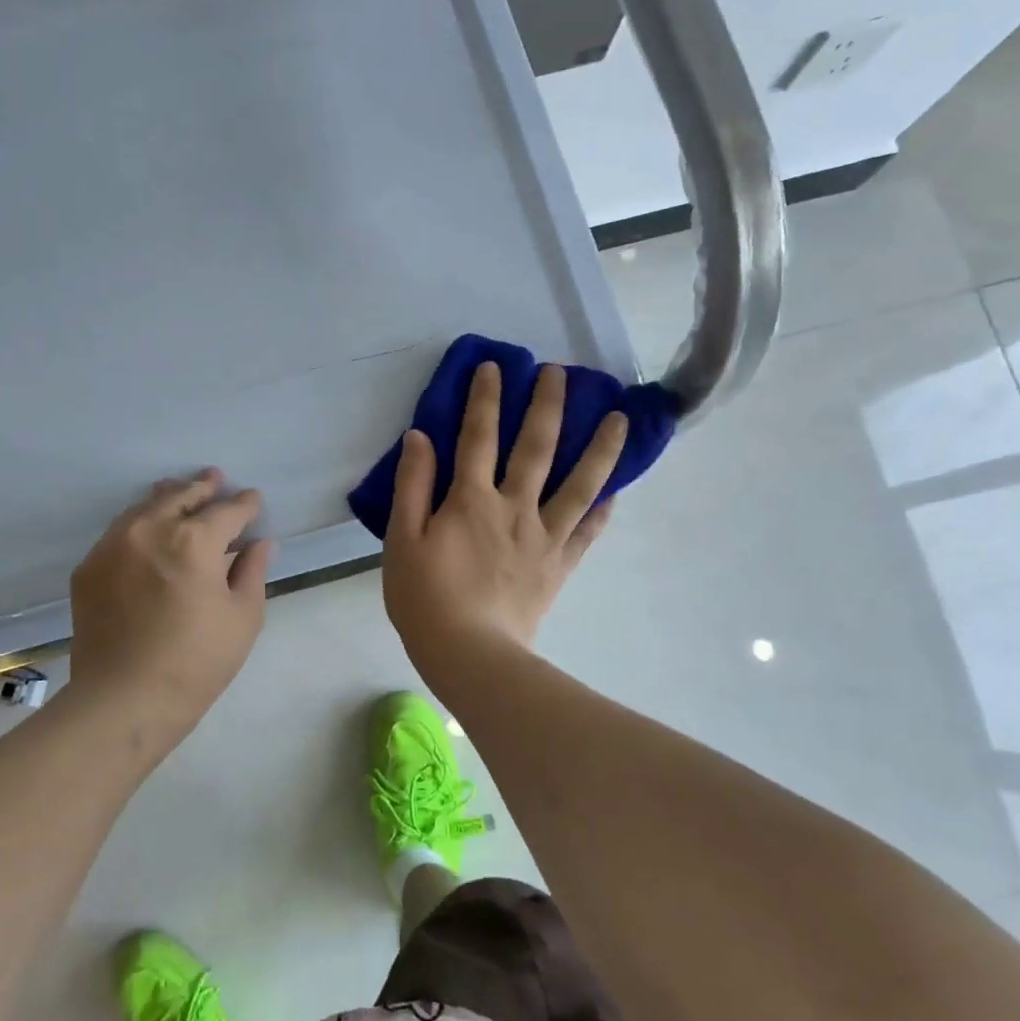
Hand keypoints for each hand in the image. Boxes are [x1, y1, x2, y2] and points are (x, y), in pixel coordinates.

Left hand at [68, 469, 273, 749]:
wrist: (124, 700)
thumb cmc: (197, 663)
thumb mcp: (243, 618)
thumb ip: (253, 571)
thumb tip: (260, 543)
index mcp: (195, 540)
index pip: (227, 511)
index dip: (245, 504)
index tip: (254, 500)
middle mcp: (150, 530)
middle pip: (181, 497)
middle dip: (203, 487)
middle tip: (216, 479)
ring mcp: (113, 546)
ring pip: (144, 507)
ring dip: (167, 498)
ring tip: (178, 492)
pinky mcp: (88, 567)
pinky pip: (118, 532)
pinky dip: (138, 524)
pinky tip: (146, 532)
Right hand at [383, 362, 623, 674]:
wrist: (469, 653)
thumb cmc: (425, 597)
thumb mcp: (401, 539)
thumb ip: (412, 486)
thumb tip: (420, 437)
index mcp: (471, 499)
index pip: (478, 436)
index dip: (485, 398)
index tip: (495, 367)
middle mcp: (514, 506)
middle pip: (536, 446)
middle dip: (547, 404)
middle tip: (559, 372)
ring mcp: (544, 535)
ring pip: (579, 483)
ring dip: (599, 447)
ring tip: (618, 418)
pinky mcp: (560, 563)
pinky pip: (588, 530)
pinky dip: (604, 506)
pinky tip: (616, 487)